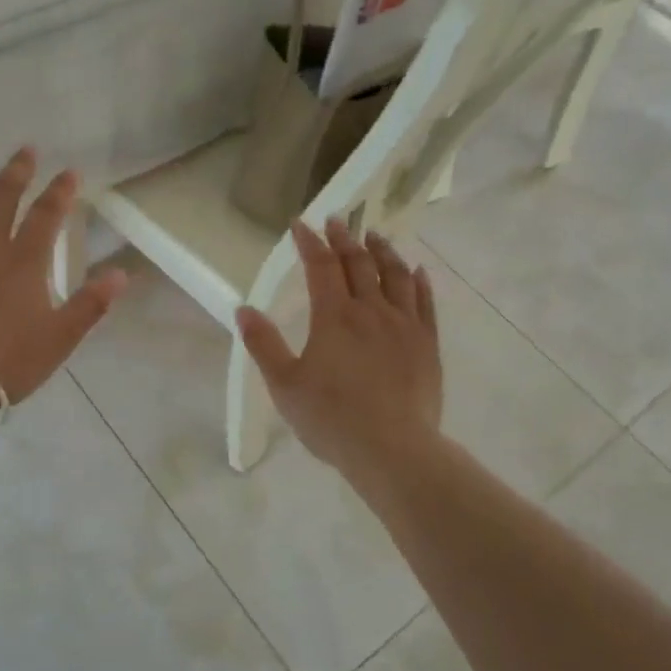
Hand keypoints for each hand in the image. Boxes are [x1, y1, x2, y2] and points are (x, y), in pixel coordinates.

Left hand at [0, 144, 126, 407]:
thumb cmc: (7, 361)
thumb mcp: (60, 338)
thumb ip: (91, 304)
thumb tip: (121, 274)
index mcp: (23, 261)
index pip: (47, 214)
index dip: (61, 191)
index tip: (70, 172)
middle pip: (2, 196)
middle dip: (18, 169)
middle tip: (26, 149)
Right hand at [236, 219, 442, 481]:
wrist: (392, 450)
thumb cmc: (331, 419)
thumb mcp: (284, 385)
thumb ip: (263, 344)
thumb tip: (243, 309)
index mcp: (334, 317)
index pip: (320, 266)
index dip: (309, 242)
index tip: (300, 224)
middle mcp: (371, 310)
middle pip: (358, 263)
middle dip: (344, 238)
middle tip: (337, 221)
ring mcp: (404, 325)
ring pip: (396, 275)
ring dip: (383, 251)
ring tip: (374, 236)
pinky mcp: (427, 344)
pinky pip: (425, 302)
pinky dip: (419, 282)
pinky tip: (417, 271)